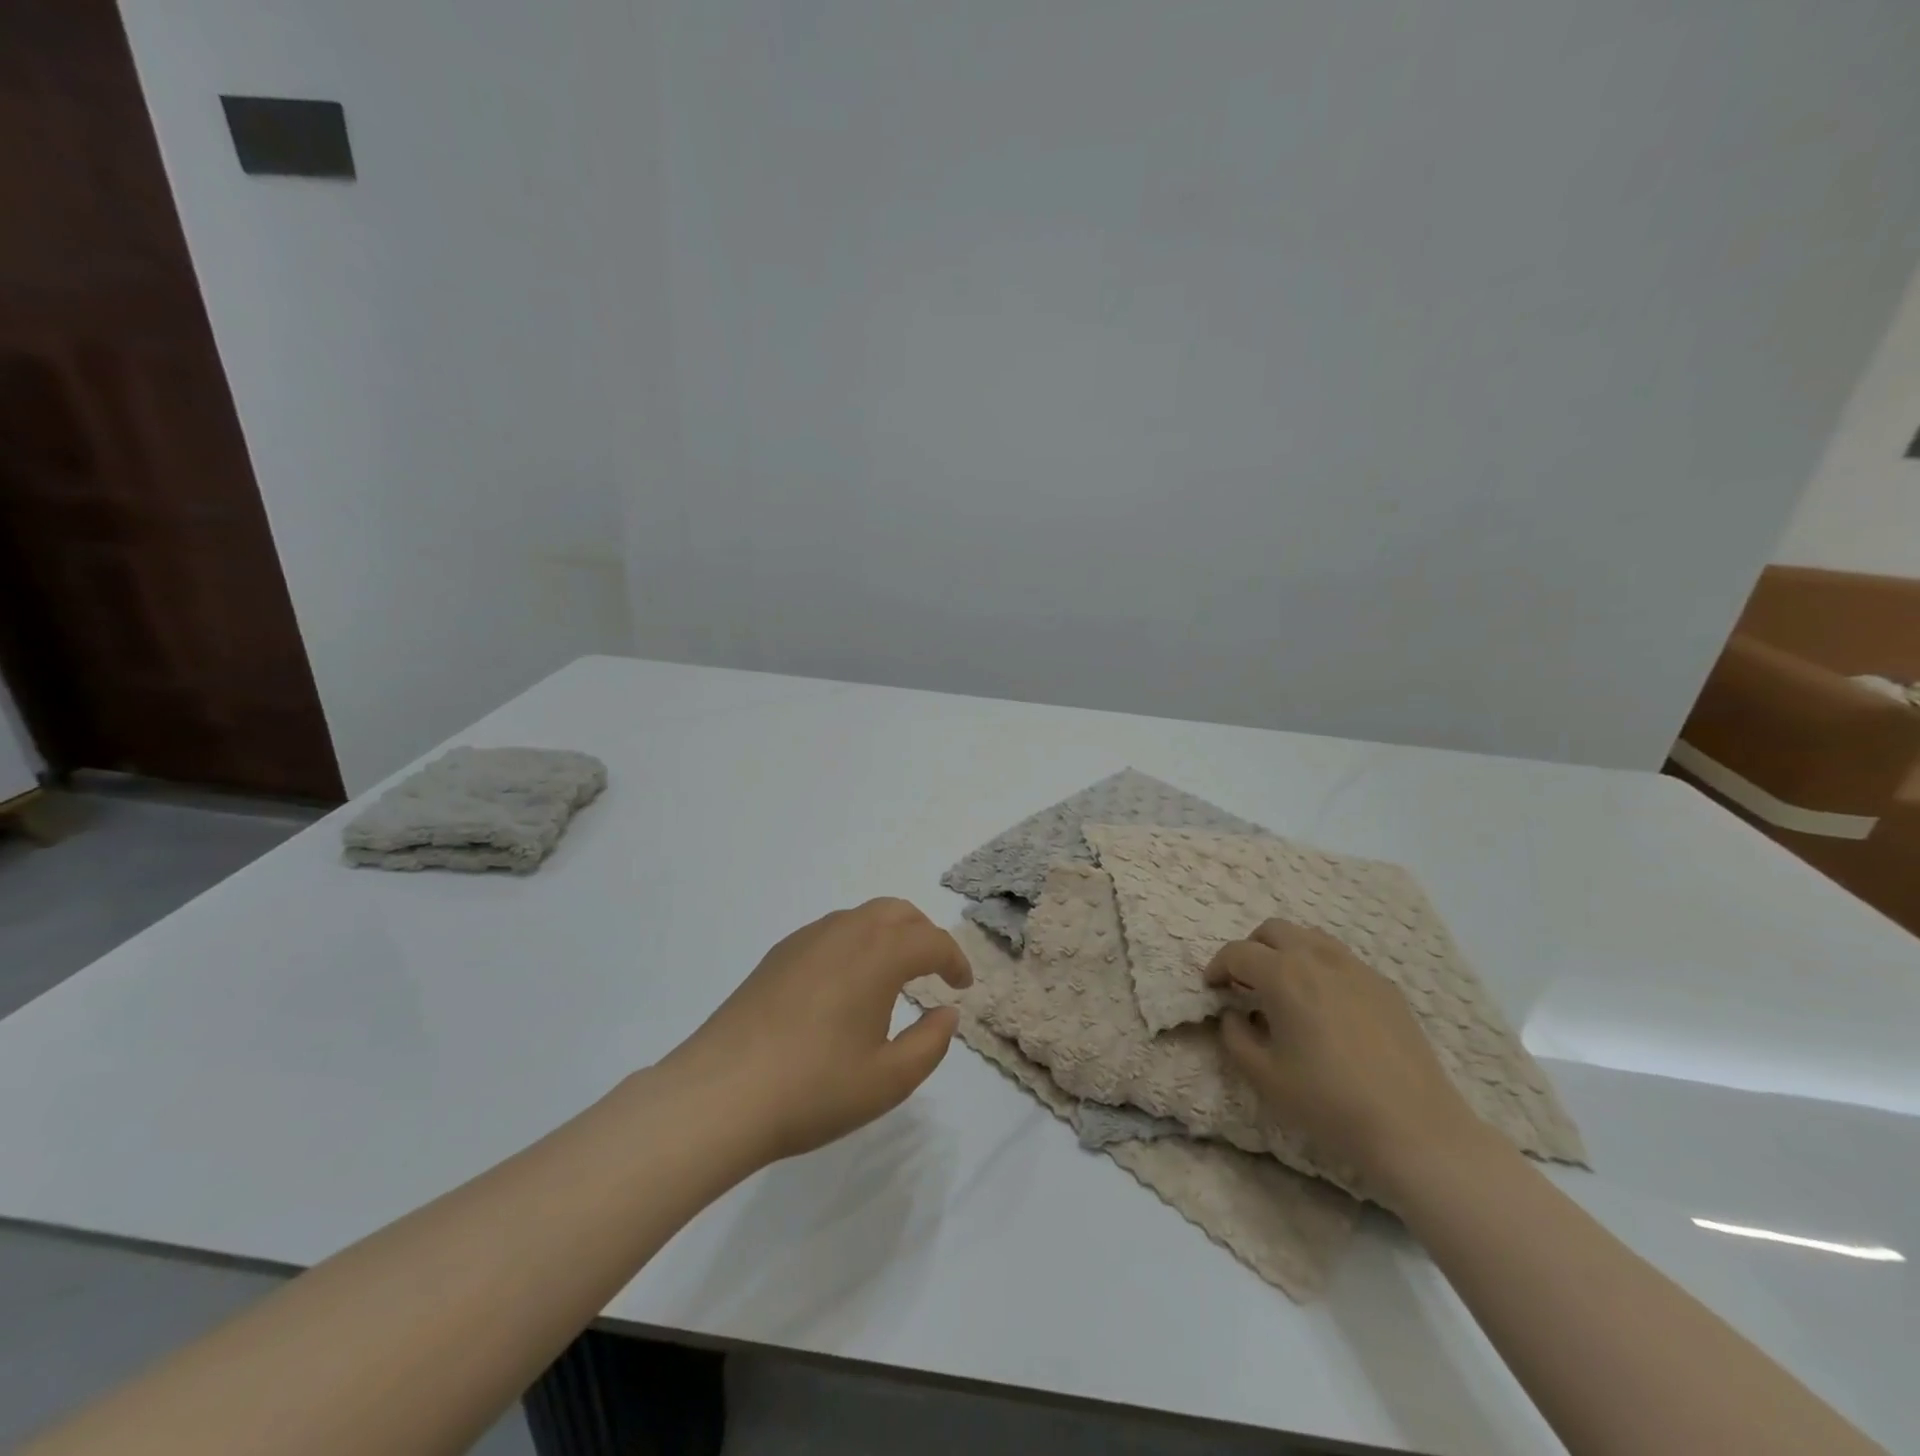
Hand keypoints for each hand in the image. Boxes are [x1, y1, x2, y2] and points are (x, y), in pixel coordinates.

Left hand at [661, 898, 971, 1164]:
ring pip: (861, 917)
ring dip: (888, 935)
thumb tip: (947, 1013)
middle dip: (923, 935)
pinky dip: (855, 943)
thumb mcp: (888, 1080)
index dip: (955, 960)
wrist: (719, 1094)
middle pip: (898, 912)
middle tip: (933, 971)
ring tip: (892, 977)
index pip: (931, 941)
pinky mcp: (778, 955)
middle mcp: (845, 932)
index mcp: (879, 955)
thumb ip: (931, 1043)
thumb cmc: (813, 1089)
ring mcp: (806, 939)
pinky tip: (845, 985)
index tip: (962, 987)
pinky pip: (831, 932)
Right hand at [1205, 919, 1489, 1203]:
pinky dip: (1320, 967)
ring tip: (1285, 988)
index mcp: (1283, 975)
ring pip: (1310, 937)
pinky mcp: (1385, 987)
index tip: (1212, 988)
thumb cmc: (1328, 1102)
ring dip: (1287, 952)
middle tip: (1246, 983)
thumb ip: (1234, 1036)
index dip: (1217, 967)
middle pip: (1273, 930)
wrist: (1414, 1129)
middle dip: (1251, 949)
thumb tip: (1233, 1014)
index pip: (1237, 952)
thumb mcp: (1263, 1076)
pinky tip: (1326, 1006)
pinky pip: (1342, 959)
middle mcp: (1318, 959)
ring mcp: (1357, 969)